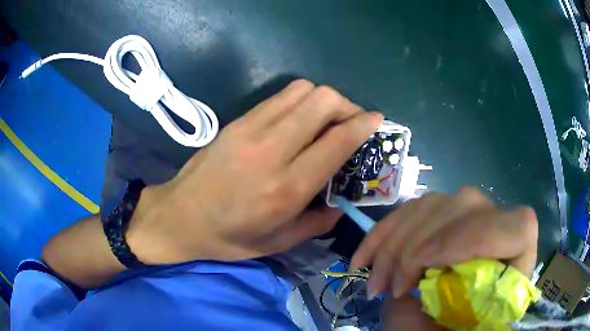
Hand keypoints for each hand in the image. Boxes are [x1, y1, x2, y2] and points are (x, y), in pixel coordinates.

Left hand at [128, 79, 382, 263]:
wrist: (178, 216)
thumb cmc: (227, 237)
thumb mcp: (276, 244)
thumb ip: (316, 223)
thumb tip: (341, 204)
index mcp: (286, 189)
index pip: (337, 141)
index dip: (363, 124)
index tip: (376, 119)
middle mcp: (273, 151)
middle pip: (322, 102)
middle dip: (347, 105)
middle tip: (351, 121)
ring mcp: (252, 130)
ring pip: (302, 90)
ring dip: (324, 99)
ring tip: (327, 118)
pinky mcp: (238, 121)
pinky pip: (279, 96)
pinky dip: (300, 99)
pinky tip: (299, 118)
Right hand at [350, 187, 537, 299]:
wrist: (442, 328)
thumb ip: (435, 314)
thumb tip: (408, 289)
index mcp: (517, 261)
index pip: (517, 227)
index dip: (472, 238)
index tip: (424, 265)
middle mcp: (501, 228)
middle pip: (467, 207)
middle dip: (418, 247)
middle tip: (388, 288)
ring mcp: (472, 216)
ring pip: (435, 203)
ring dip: (394, 242)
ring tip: (375, 281)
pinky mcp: (445, 216)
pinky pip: (413, 209)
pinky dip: (383, 233)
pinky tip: (364, 257)